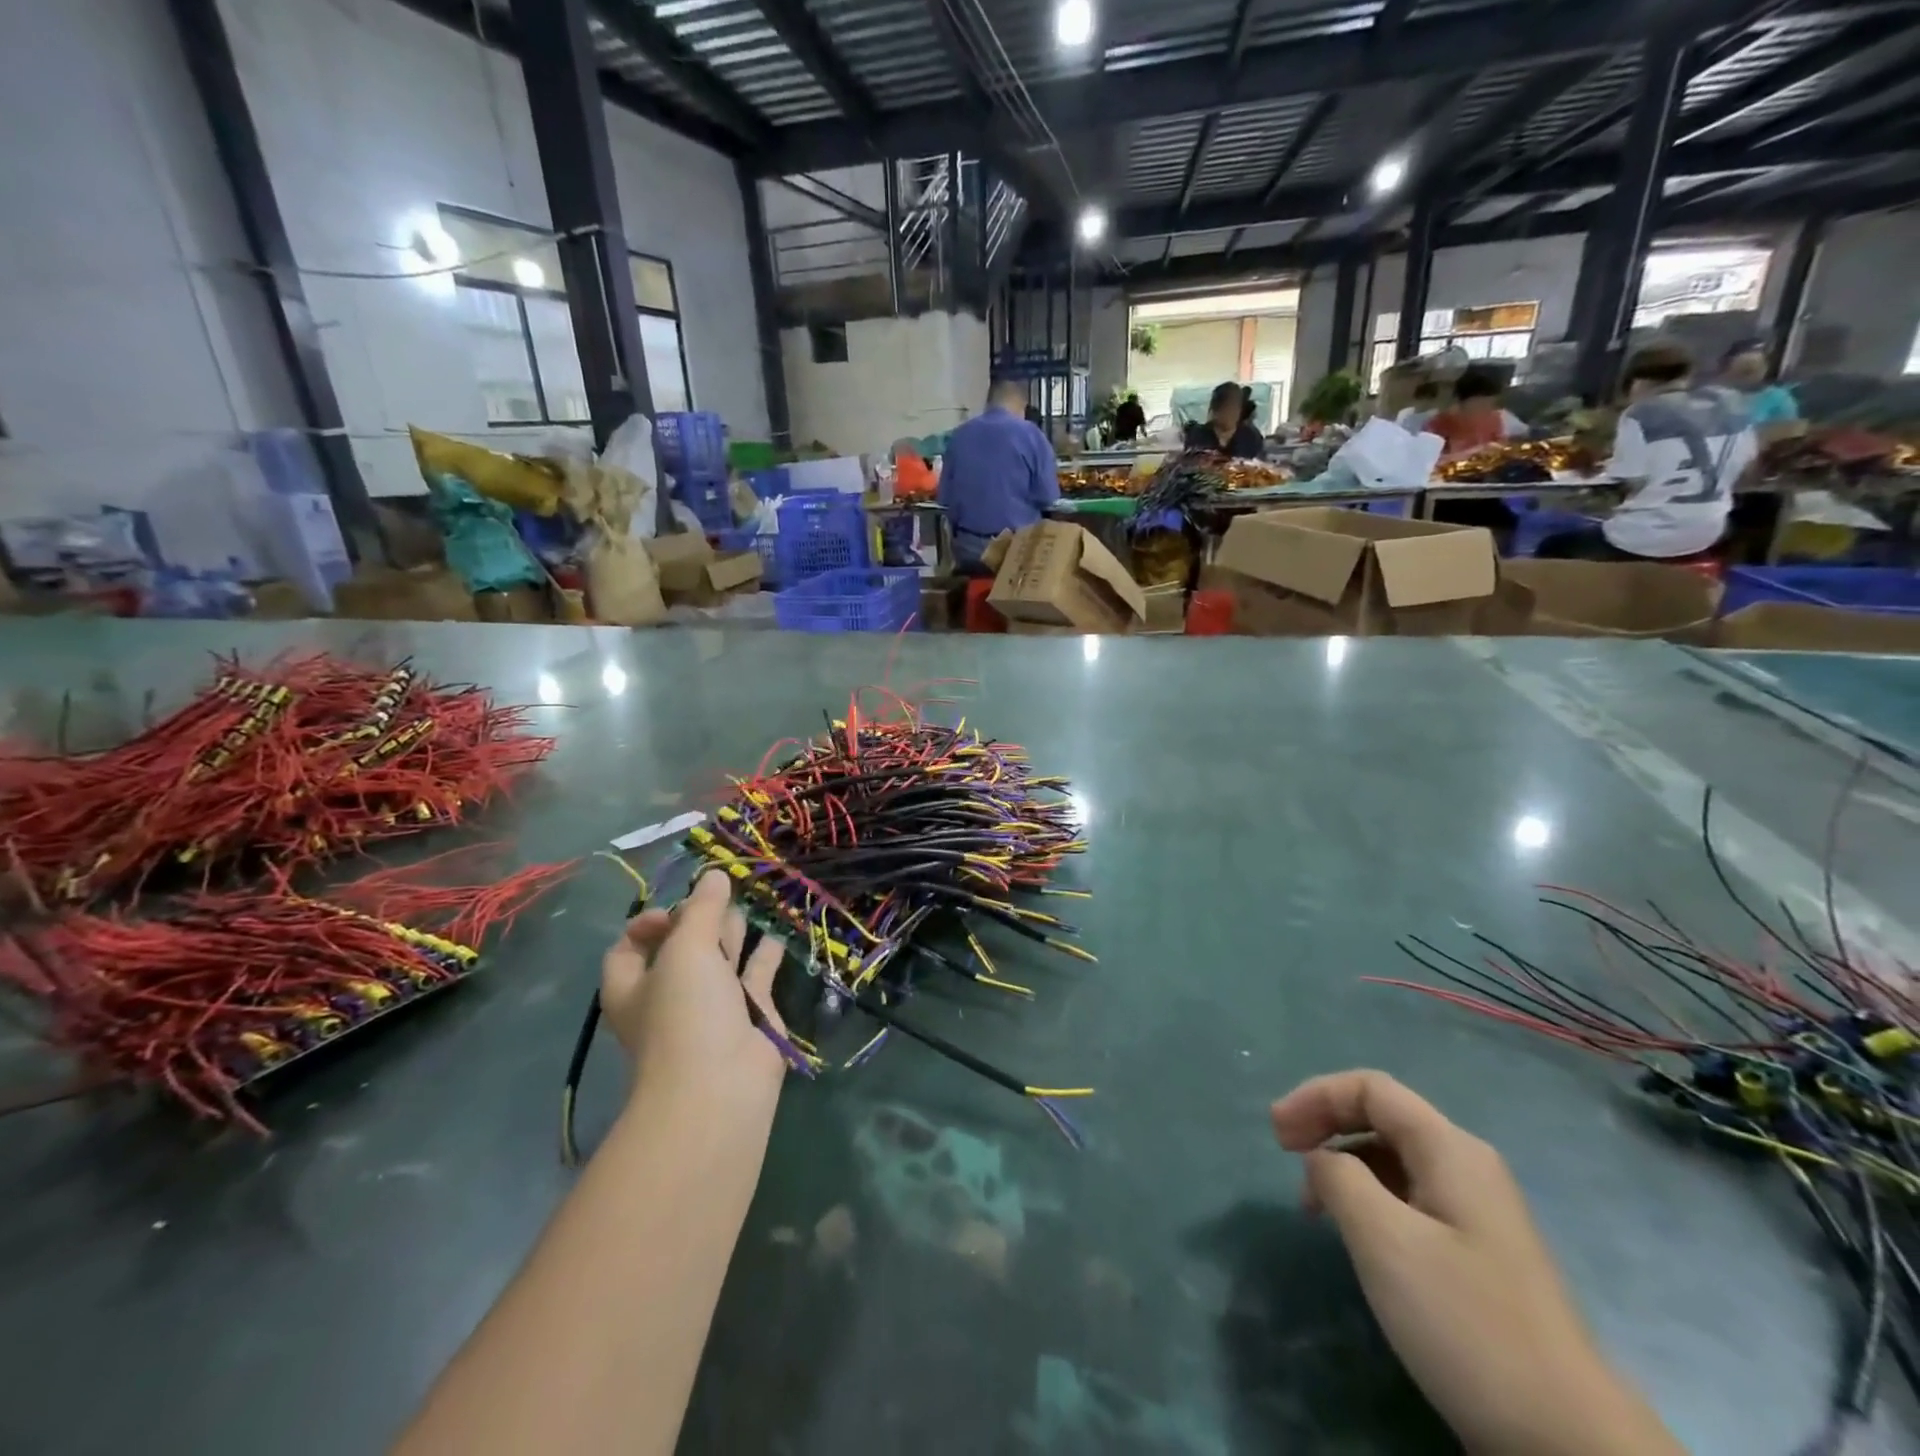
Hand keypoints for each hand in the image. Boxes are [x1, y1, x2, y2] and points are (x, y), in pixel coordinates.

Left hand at [600, 870, 789, 1104]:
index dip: (649, 921)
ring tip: (752, 897)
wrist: (721, 1088)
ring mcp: (712, 1006)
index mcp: (634, 985)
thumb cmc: (685, 1014)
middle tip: (723, 891)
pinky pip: (757, 974)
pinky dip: (766, 952)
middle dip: (700, 918)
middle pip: (681, 946)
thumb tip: (714, 874)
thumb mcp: (685, 950)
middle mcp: (670, 994)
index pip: (630, 945)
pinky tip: (778, 929)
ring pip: (721, 958)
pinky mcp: (751, 1014)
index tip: (674, 910)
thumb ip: (701, 909)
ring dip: (734, 930)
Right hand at [1270, 1071, 1680, 1455]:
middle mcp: (1467, 1166)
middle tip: (1283, 1155)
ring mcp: (1478, 1212)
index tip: (1275, 1134)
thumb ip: (1338, 1178)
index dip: (1316, 1096)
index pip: (1370, 1088)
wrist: (1570, 1441)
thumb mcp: (1384, 1240)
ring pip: (1393, 1159)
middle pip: (1382, 1116)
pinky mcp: (1478, 1253)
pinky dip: (1369, 1198)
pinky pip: (1410, 1197)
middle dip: (1326, 1124)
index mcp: (1450, 1149)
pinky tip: (1355, 1235)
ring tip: (1312, 1205)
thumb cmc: (1466, 1322)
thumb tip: (1323, 1159)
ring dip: (1343, 1164)